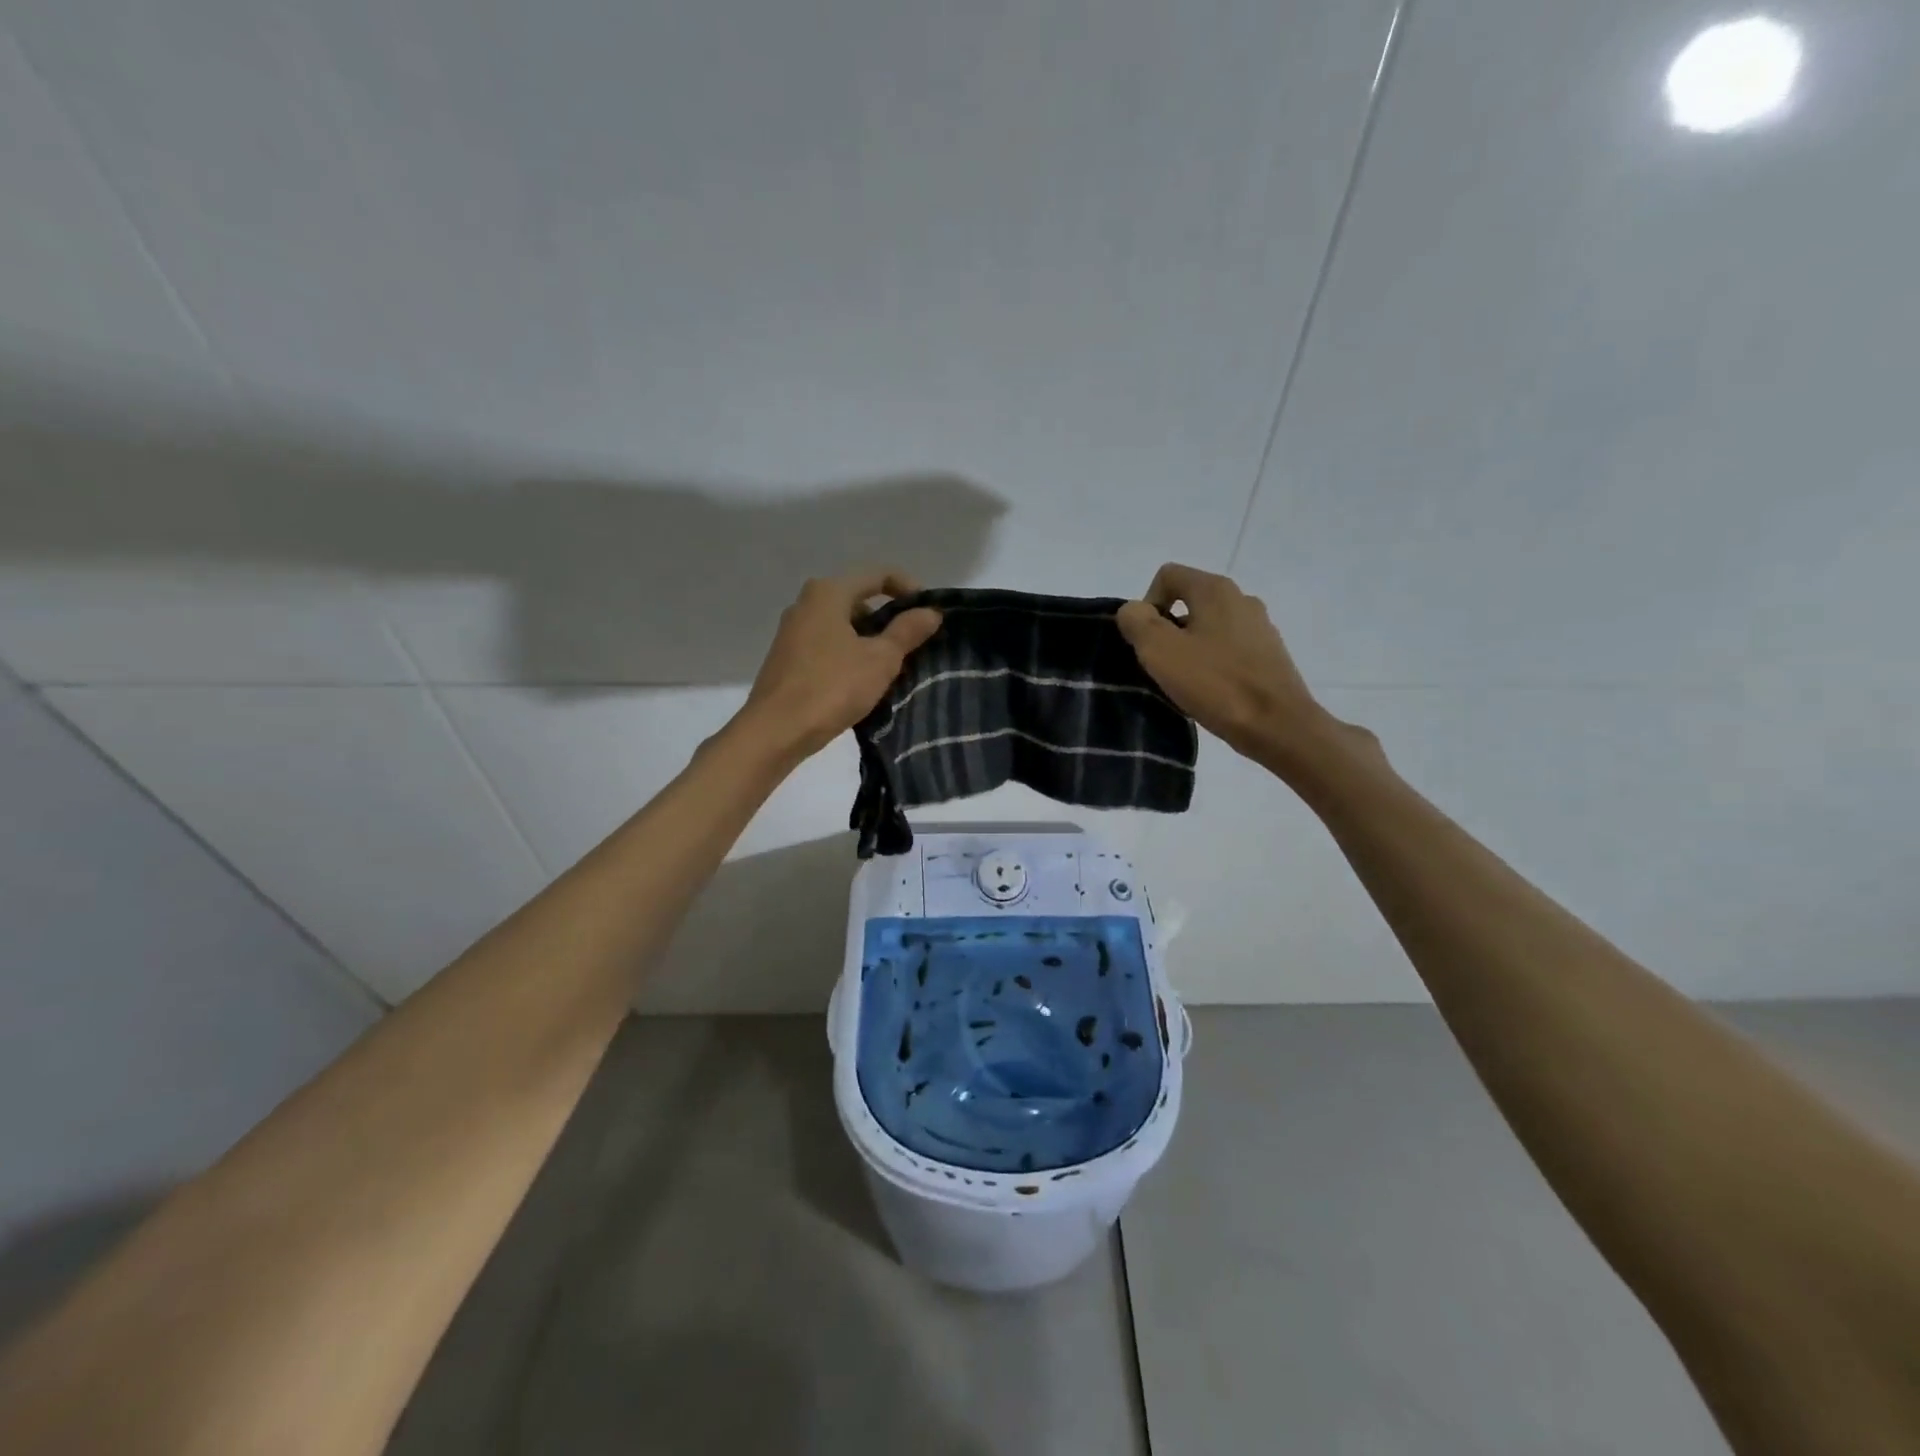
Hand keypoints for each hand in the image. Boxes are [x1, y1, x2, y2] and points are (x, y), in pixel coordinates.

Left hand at [739, 570, 943, 759]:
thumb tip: (931, 612)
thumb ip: (907, 631)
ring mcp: (793, 632)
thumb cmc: (832, 687)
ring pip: (843, 626)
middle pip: (859, 600)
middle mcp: (806, 604)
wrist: (776, 731)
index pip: (878, 575)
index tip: (928, 616)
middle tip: (913, 645)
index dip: (909, 589)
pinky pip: (828, 646)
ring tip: (893, 668)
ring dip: (870, 641)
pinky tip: (863, 682)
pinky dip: (850, 656)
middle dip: (889, 619)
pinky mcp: (788, 659)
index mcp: (828, 593)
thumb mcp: (880, 659)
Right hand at [1116, 564, 1325, 765]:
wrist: (1277, 725)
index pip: (1167, 576)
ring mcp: (1260, 627)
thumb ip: (1136, 621)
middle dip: (1167, 630)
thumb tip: (1134, 611)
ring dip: (1189, 649)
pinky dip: (1212, 664)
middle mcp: (1241, 598)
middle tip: (1161, 666)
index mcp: (1215, 590)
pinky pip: (1228, 650)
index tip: (1147, 642)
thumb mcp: (1159, 650)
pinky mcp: (1269, 655)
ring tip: (1184, 683)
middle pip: (1188, 602)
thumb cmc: (1215, 683)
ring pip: (1208, 627)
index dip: (1146, 604)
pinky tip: (1209, 692)